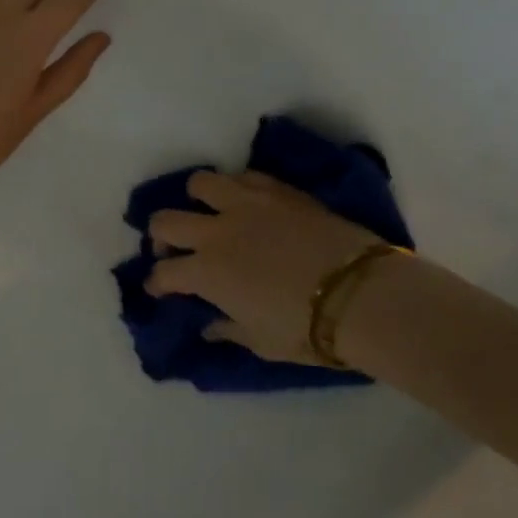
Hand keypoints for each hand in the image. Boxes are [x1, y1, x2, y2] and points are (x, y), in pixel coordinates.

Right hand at [146, 172, 389, 365]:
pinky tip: (246, 202)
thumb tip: (208, 326)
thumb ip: (228, 329)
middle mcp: (217, 232)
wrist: (361, 295)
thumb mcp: (261, 341)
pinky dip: (236, 188)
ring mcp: (247, 204)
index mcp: (207, 273)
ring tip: (208, 212)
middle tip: (171, 248)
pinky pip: (245, 176)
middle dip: (159, 235)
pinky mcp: (279, 190)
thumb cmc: (306, 329)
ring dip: (195, 198)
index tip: (160, 289)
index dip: (156, 283)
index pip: (163, 273)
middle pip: (165, 221)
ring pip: (200, 183)